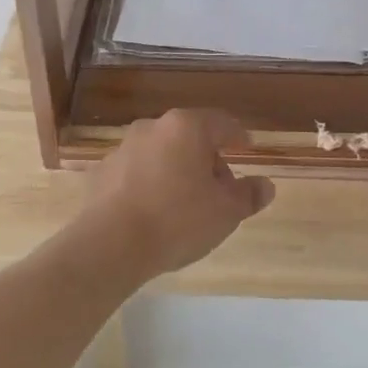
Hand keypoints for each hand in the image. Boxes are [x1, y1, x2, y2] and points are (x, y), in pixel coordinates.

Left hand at [84, 110, 274, 279]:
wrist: (110, 244)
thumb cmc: (177, 220)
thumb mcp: (226, 212)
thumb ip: (248, 195)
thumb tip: (265, 185)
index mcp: (186, 127)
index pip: (221, 123)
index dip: (238, 136)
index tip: (247, 147)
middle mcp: (152, 127)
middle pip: (189, 137)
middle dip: (207, 159)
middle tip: (219, 190)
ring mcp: (123, 148)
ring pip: (161, 153)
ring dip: (176, 171)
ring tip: (185, 205)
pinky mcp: (101, 172)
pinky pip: (136, 173)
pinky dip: (149, 184)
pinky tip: (153, 212)